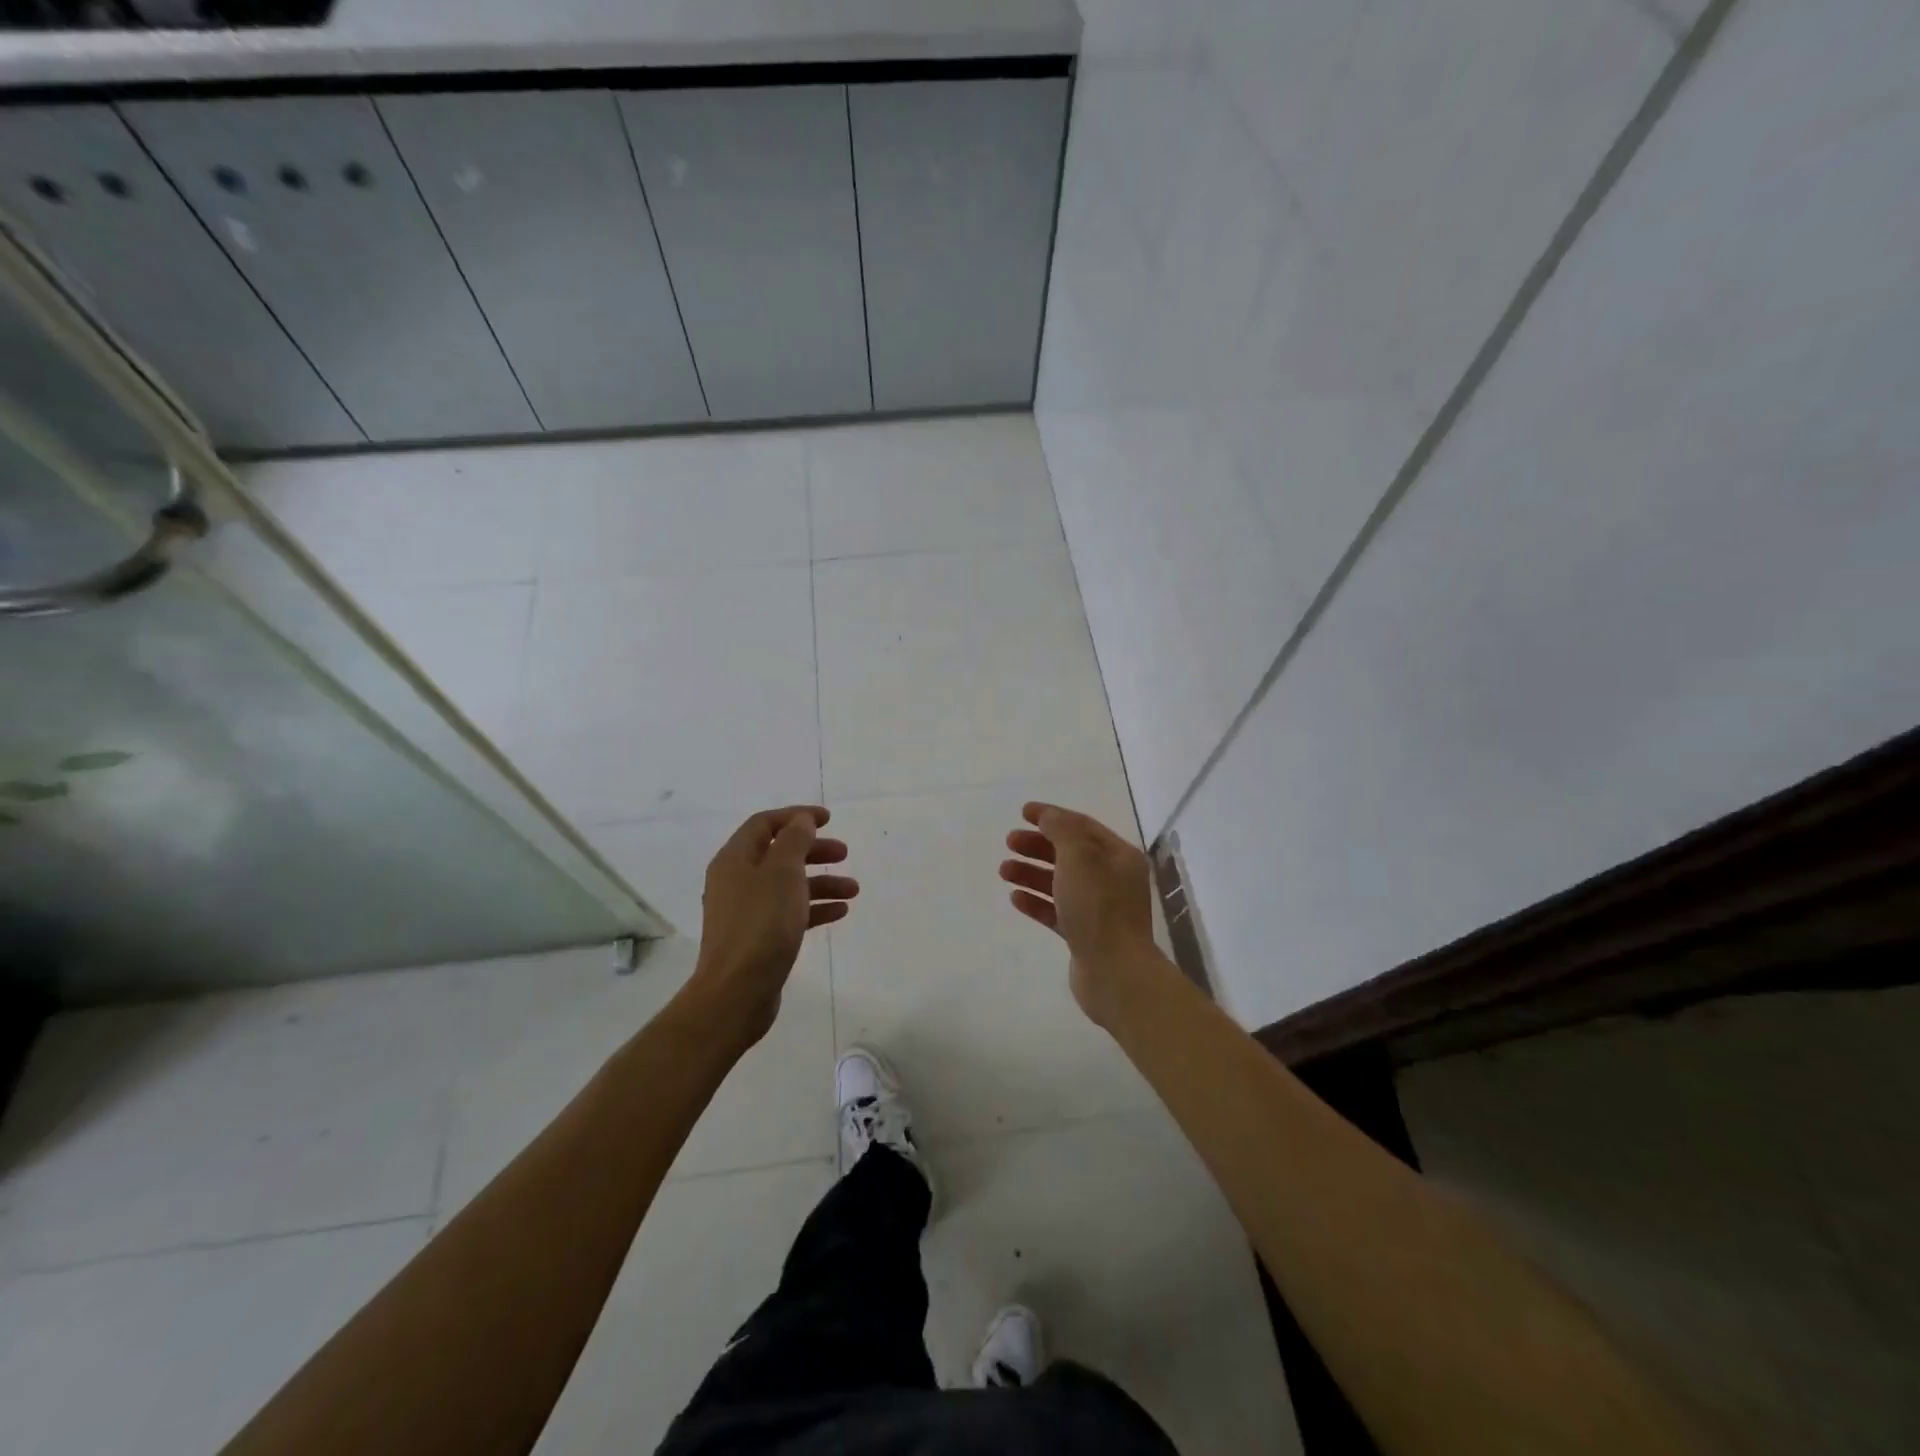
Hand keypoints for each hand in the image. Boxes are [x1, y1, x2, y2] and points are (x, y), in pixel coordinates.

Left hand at [685, 806, 856, 1047]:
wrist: (736, 993)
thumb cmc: (761, 925)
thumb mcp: (782, 873)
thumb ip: (794, 841)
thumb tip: (800, 821)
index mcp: (735, 859)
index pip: (765, 823)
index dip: (797, 816)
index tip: (829, 819)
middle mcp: (736, 880)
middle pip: (779, 853)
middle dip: (813, 850)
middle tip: (844, 853)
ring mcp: (746, 911)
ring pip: (788, 885)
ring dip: (821, 882)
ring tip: (853, 889)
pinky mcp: (758, 937)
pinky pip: (789, 912)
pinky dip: (814, 908)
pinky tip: (840, 912)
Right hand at [999, 801, 1157, 1024]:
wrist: (1115, 973)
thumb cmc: (1098, 907)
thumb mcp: (1079, 857)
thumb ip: (1061, 830)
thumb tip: (1048, 816)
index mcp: (1119, 856)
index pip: (1082, 826)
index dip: (1052, 816)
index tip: (1022, 812)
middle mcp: (1113, 879)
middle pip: (1070, 853)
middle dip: (1038, 845)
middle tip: (1009, 842)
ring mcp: (1099, 909)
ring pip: (1060, 882)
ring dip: (1031, 873)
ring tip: (1004, 871)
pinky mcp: (1085, 935)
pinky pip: (1057, 911)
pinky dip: (1036, 902)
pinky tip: (1015, 898)